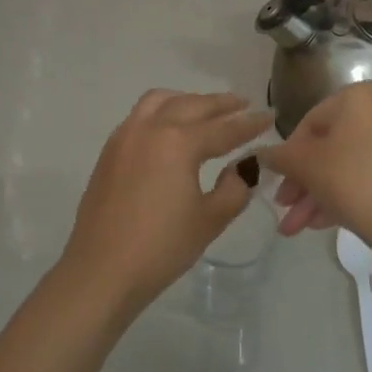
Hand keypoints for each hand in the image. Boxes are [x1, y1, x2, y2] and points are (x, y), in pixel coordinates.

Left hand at [60, 90, 270, 319]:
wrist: (102, 271)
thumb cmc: (161, 247)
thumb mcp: (210, 219)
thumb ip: (235, 187)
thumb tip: (244, 167)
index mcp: (178, 142)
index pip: (224, 128)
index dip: (250, 124)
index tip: (270, 117)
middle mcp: (149, 128)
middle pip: (191, 105)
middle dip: (220, 104)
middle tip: (243, 104)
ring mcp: (124, 138)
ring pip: (160, 101)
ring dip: (187, 100)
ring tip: (205, 110)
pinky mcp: (109, 153)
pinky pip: (139, 116)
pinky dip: (162, 111)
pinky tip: (170, 129)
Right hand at [261, 82, 371, 259]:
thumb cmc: (352, 180)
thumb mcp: (306, 165)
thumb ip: (279, 156)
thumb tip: (260, 154)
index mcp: (360, 96)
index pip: (309, 122)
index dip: (288, 155)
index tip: (277, 181)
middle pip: (327, 146)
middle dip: (301, 182)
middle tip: (282, 206)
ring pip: (344, 166)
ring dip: (315, 195)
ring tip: (294, 228)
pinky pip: (364, 176)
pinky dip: (340, 196)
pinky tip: (319, 224)